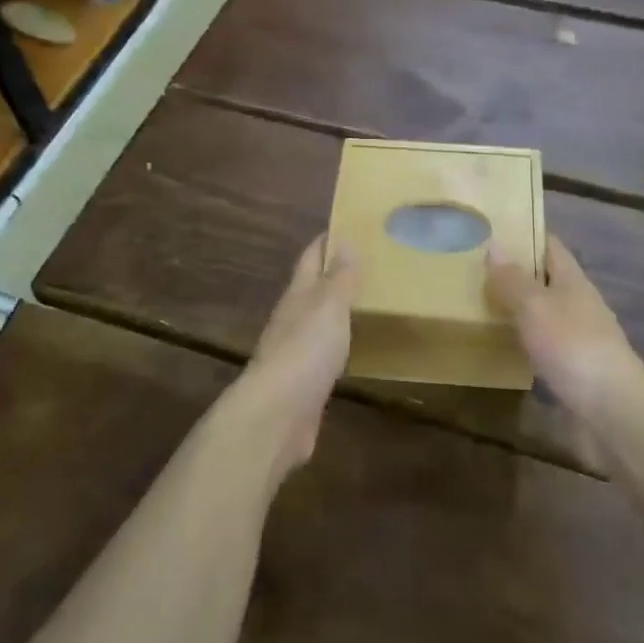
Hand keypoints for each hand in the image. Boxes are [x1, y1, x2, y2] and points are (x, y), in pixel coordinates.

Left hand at [231, 237, 357, 479]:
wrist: (278, 415)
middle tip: (366, 264)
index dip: (325, 242)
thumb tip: (344, 240)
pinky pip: (323, 355)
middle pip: (312, 289)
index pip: (310, 258)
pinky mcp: (304, 384)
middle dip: (333, 274)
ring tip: (365, 303)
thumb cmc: (305, 350)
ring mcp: (295, 353)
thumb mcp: (329, 306)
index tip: (346, 227)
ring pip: (317, 322)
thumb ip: (339, 277)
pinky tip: (352, 349)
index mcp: (297, 296)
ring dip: (335, 311)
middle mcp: (292, 319)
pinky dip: (337, 344)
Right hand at [486, 236, 643, 420]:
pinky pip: (544, 343)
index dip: (526, 235)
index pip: (550, 246)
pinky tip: (503, 345)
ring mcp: (579, 337)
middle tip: (475, 269)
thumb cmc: (572, 346)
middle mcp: (579, 303)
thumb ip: (513, 279)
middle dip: (516, 272)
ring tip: (480, 304)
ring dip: (518, 307)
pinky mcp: (575, 368)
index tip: (493, 230)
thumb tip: (495, 244)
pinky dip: (524, 339)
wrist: (612, 409)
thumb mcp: (535, 306)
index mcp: (573, 280)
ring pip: (544, 312)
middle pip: (546, 279)